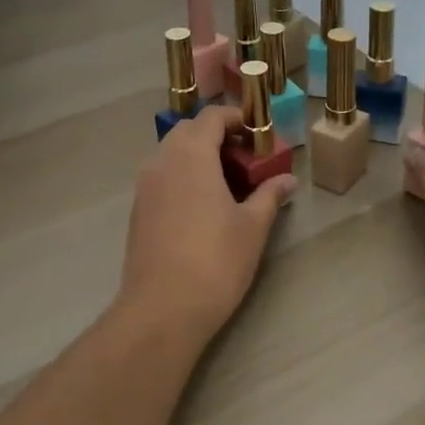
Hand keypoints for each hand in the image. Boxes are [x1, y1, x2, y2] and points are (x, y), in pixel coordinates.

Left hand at [118, 106, 297, 346]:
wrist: (162, 309)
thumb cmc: (215, 260)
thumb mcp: (252, 226)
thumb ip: (269, 195)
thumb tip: (287, 180)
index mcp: (191, 153)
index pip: (212, 116)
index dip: (237, 119)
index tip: (259, 137)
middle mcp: (162, 160)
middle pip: (189, 131)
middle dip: (218, 137)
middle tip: (246, 161)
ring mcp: (145, 185)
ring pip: (173, 154)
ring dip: (199, 157)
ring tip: (228, 185)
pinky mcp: (138, 210)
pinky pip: (162, 177)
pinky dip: (183, 177)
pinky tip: (204, 208)